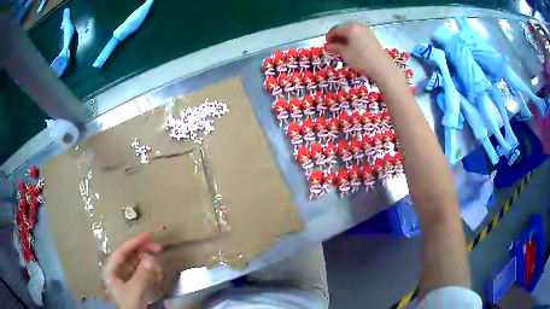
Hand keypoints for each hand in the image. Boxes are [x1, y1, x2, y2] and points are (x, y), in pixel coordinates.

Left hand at [103, 227, 163, 308]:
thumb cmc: (129, 304)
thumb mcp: (135, 290)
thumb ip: (142, 275)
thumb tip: (151, 259)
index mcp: (112, 269)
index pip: (122, 251)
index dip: (134, 242)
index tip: (148, 235)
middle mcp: (118, 270)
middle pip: (130, 255)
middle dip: (143, 250)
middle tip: (158, 248)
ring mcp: (127, 276)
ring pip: (137, 262)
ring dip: (147, 260)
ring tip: (158, 263)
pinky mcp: (135, 282)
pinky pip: (142, 271)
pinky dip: (149, 269)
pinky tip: (157, 270)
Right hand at [325, 23, 398, 82]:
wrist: (382, 67)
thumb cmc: (361, 60)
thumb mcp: (345, 54)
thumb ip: (334, 48)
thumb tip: (327, 46)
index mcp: (350, 28)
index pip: (335, 29)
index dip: (329, 36)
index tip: (326, 44)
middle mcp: (358, 26)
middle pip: (344, 29)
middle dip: (337, 37)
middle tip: (333, 46)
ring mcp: (366, 31)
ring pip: (352, 32)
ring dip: (345, 39)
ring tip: (342, 48)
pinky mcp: (372, 37)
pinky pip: (359, 35)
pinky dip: (353, 40)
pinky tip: (352, 48)